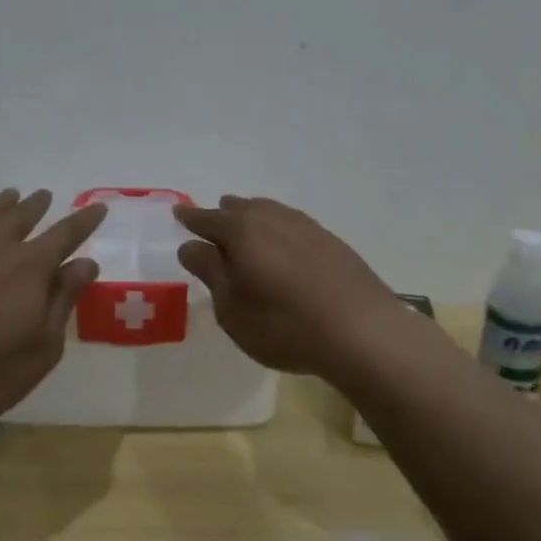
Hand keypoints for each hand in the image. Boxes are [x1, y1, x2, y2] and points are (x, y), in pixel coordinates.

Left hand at [0, 189, 106, 424]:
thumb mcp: (42, 347)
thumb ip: (63, 300)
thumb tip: (86, 263)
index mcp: (30, 266)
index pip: (65, 234)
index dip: (84, 221)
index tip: (98, 207)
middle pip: (21, 216)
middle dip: (37, 205)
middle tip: (44, 195)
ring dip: (0, 204)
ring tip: (10, 195)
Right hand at [174, 195, 404, 382]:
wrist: (362, 331)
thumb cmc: (284, 325)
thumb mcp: (232, 308)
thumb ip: (210, 271)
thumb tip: (191, 245)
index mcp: (241, 231)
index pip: (207, 219)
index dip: (190, 218)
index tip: (178, 214)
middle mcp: (272, 218)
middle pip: (239, 208)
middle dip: (222, 215)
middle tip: (212, 225)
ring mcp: (305, 226)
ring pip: (268, 212)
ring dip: (251, 218)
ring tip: (246, 232)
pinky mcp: (330, 240)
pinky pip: (291, 224)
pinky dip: (277, 230)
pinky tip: (282, 247)